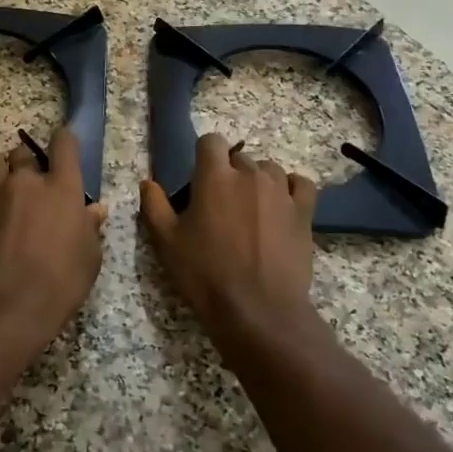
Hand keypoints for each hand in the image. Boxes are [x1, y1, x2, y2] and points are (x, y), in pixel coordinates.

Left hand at [0, 128, 105, 340]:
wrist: (5, 303)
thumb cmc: (59, 282)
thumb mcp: (89, 258)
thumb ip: (90, 228)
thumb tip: (95, 210)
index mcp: (63, 188)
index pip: (64, 145)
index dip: (64, 140)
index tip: (64, 143)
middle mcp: (27, 181)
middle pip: (24, 152)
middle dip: (29, 162)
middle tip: (32, 182)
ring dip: (2, 167)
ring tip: (3, 182)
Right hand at [139, 134, 318, 346]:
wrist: (258, 310)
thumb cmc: (206, 274)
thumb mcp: (166, 242)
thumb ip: (154, 206)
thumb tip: (149, 182)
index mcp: (214, 177)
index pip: (211, 142)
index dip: (203, 155)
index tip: (198, 178)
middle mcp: (250, 174)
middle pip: (239, 157)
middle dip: (228, 173)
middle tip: (220, 204)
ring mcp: (281, 191)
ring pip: (269, 169)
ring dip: (258, 180)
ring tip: (250, 208)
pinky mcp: (304, 212)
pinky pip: (300, 184)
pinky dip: (290, 188)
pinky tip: (281, 205)